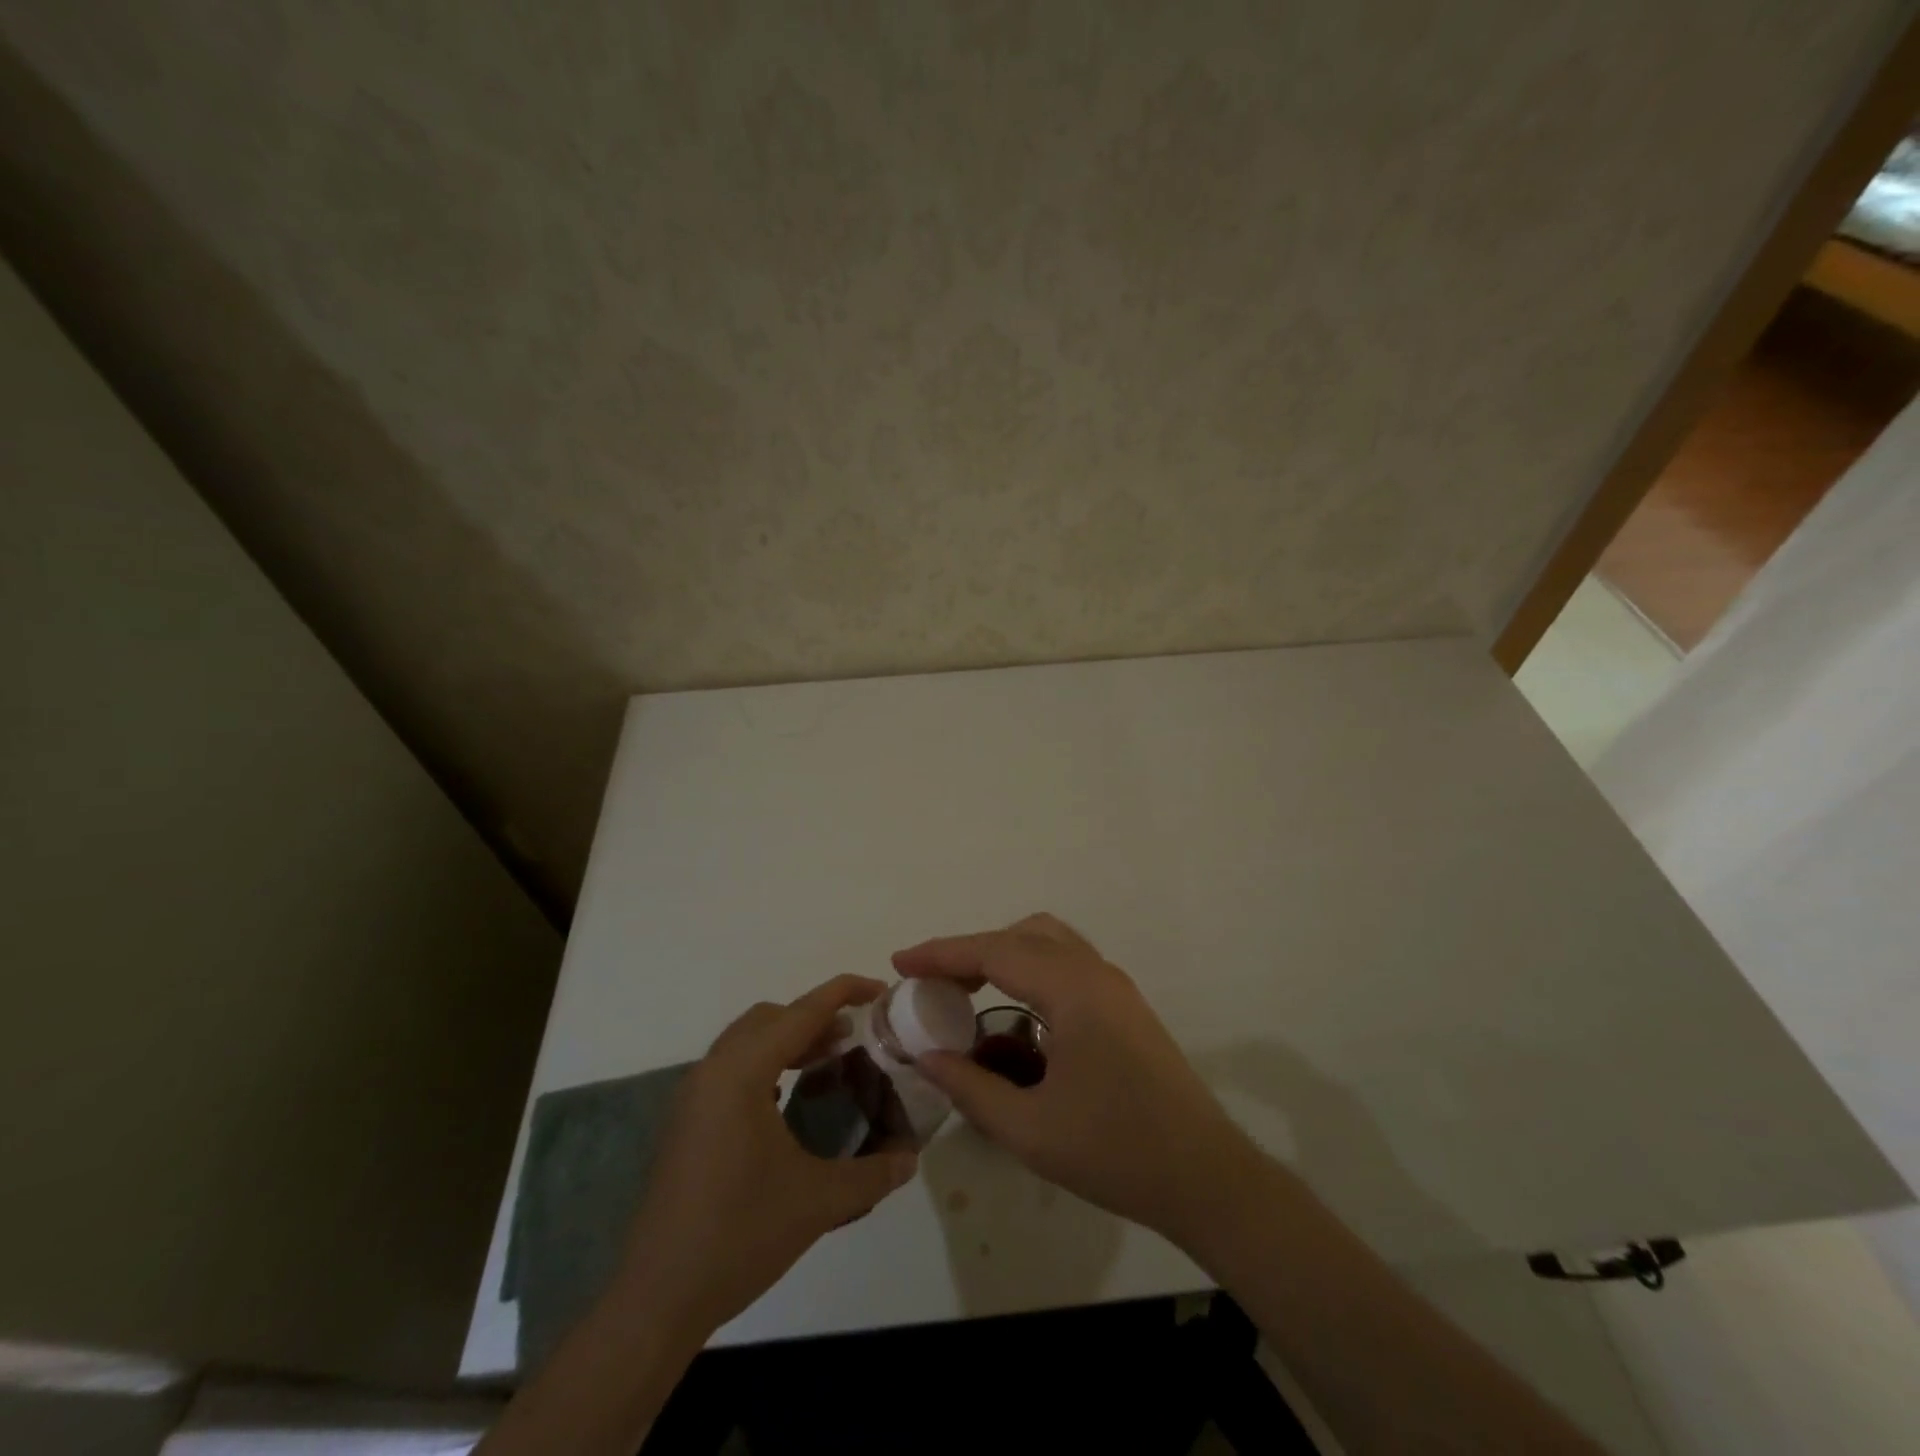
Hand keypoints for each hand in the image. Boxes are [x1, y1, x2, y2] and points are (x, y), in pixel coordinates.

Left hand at [610, 975, 918, 1334]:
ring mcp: (693, 1095)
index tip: (879, 990)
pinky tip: (786, 1097)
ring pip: (747, 1039)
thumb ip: (872, 1174)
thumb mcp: (818, 1202)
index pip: (801, 1012)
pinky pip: (730, 1066)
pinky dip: (765, 1063)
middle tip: (856, 1035)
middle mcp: (713, 1070)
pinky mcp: (685, 1120)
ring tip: (829, 1060)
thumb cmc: (740, 1236)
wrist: (658, 1298)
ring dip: (788, 1039)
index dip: (843, 993)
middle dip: (816, 1016)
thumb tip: (911, 1159)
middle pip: (771, 1017)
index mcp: (742, 1073)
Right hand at [893, 914, 1256, 1246]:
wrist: (1206, 1178)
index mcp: (1073, 990)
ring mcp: (1115, 986)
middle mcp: (1095, 972)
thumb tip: (927, 1056)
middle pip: (1021, 934)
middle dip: (971, 951)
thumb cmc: (1116, 1153)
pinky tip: (1013, 1010)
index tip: (899, 963)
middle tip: (932, 983)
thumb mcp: (1029, 1130)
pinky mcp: (1125, 1004)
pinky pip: (1066, 963)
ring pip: (1048, 941)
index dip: (942, 954)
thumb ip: (970, 1087)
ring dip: (1003, 954)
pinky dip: (1029, 968)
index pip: (994, 951)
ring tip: (966, 990)